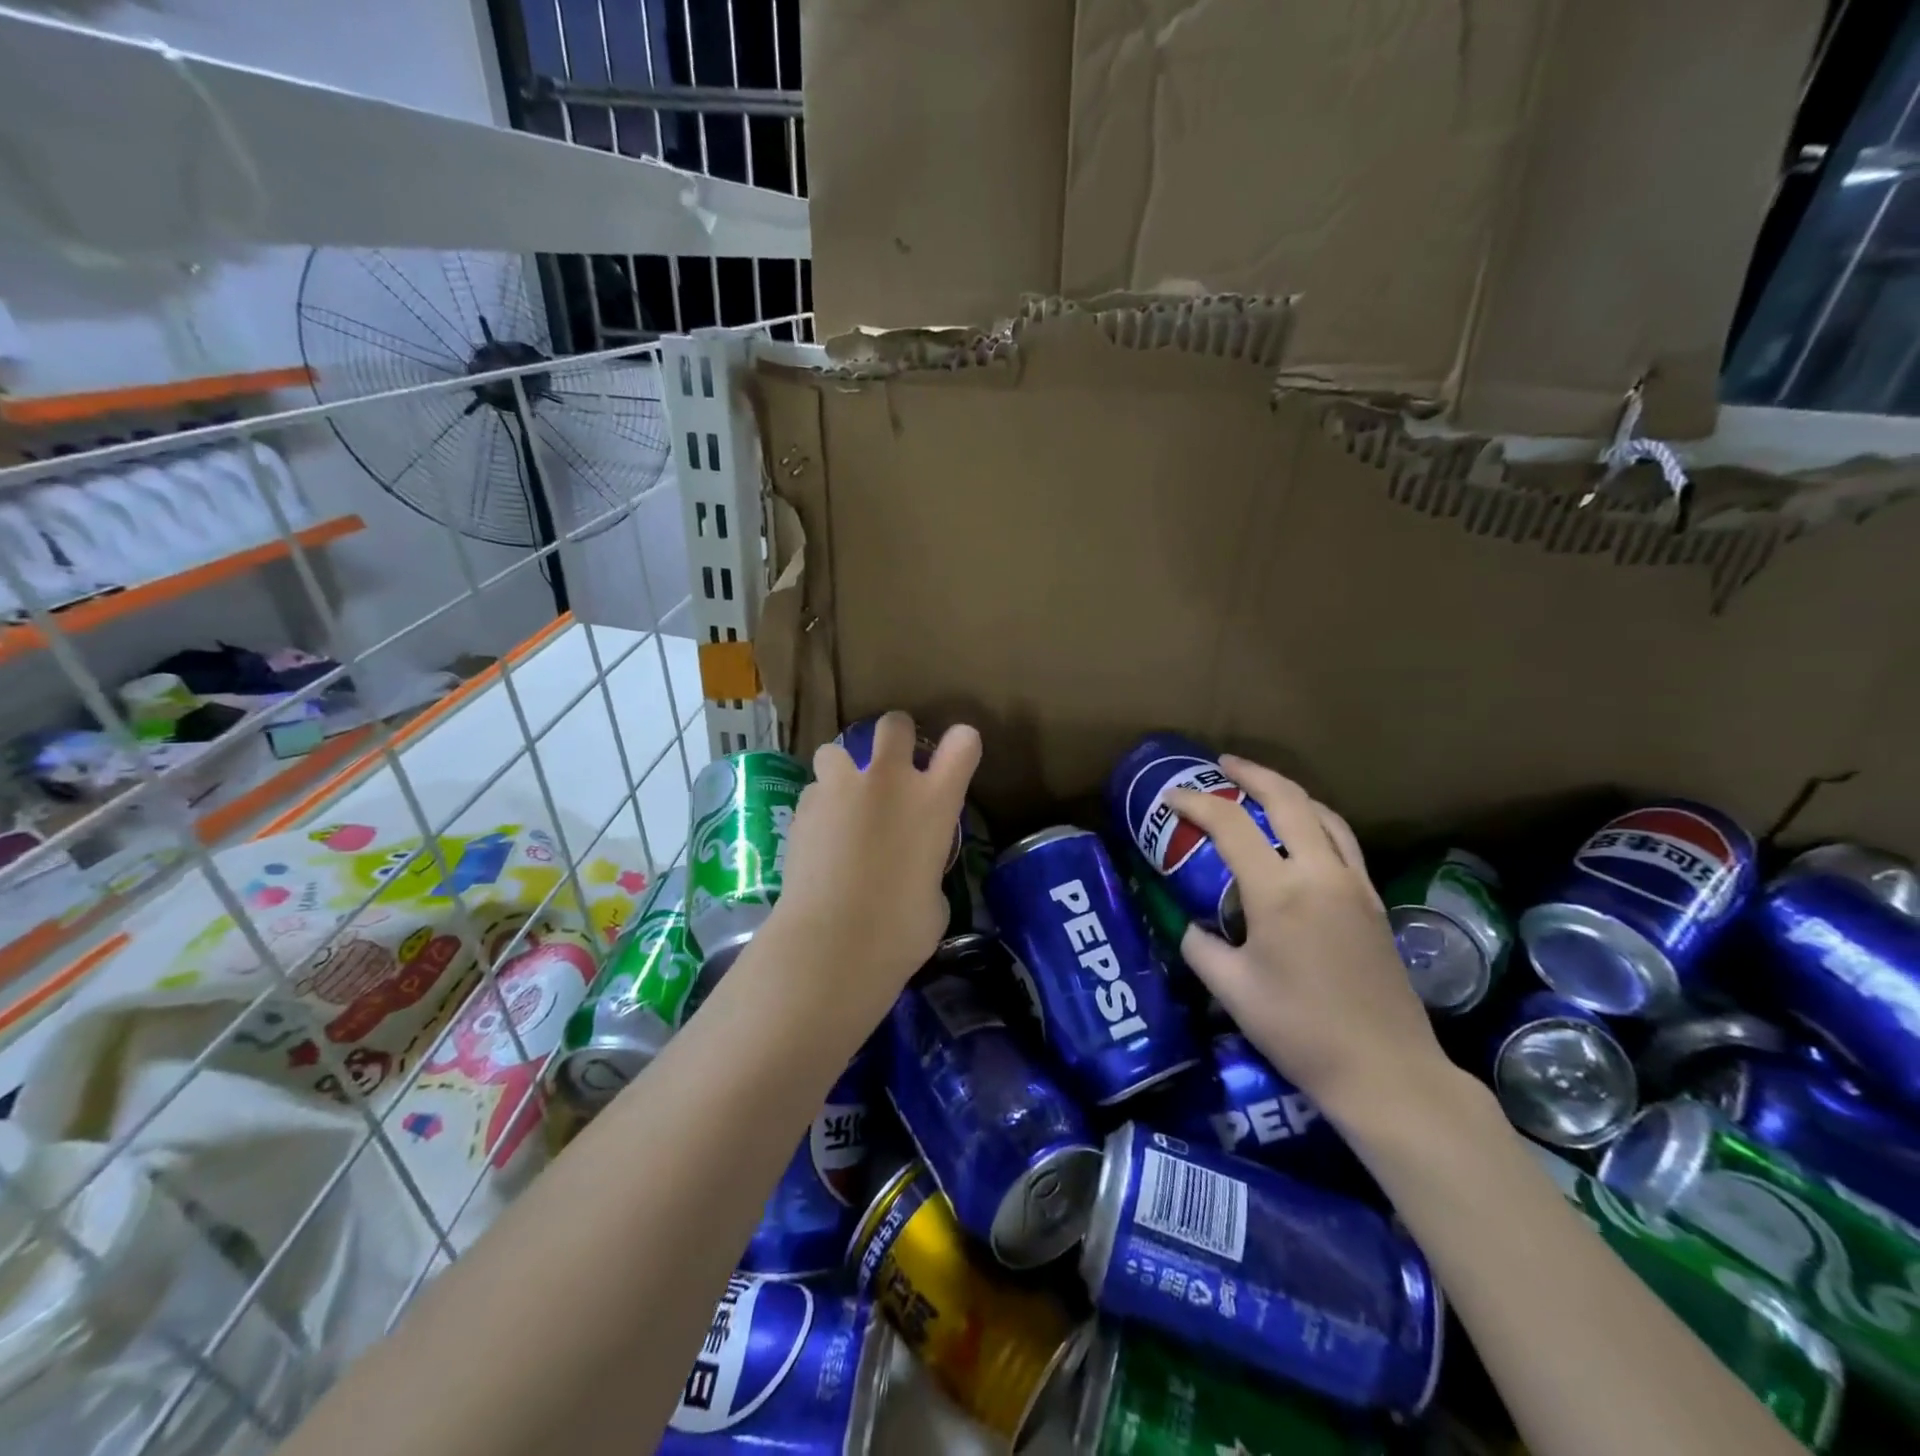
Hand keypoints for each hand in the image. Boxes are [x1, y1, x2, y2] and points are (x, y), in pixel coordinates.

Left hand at [769, 713, 981, 1015]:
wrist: (832, 942)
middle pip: (895, 725)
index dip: (962, 745)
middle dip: (896, 736)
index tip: (958, 753)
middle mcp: (889, 782)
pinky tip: (817, 837)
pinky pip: (813, 792)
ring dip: (842, 770)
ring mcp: (841, 789)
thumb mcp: (934, 900)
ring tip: (841, 801)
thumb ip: (927, 871)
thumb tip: (914, 875)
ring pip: (835, 751)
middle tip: (893, 763)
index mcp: (934, 801)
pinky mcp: (802, 809)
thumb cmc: (900, 930)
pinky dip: (818, 807)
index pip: (963, 744)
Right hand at [1169, 757, 1453, 1125]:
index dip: (1196, 804)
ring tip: (1261, 787)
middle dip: (1251, 774)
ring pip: (1323, 814)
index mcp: (1279, 893)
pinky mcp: (1374, 901)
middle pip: (1288, 800)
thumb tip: (1190, 926)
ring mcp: (1354, 885)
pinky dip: (1316, 818)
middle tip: (1222, 765)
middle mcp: (1321, 874)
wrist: (1385, 1070)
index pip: (1230, 826)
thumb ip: (1200, 946)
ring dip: (1288, 791)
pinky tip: (1303, 830)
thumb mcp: (1231, 989)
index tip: (1171, 798)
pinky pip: (1343, 840)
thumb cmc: (1299, 1030)